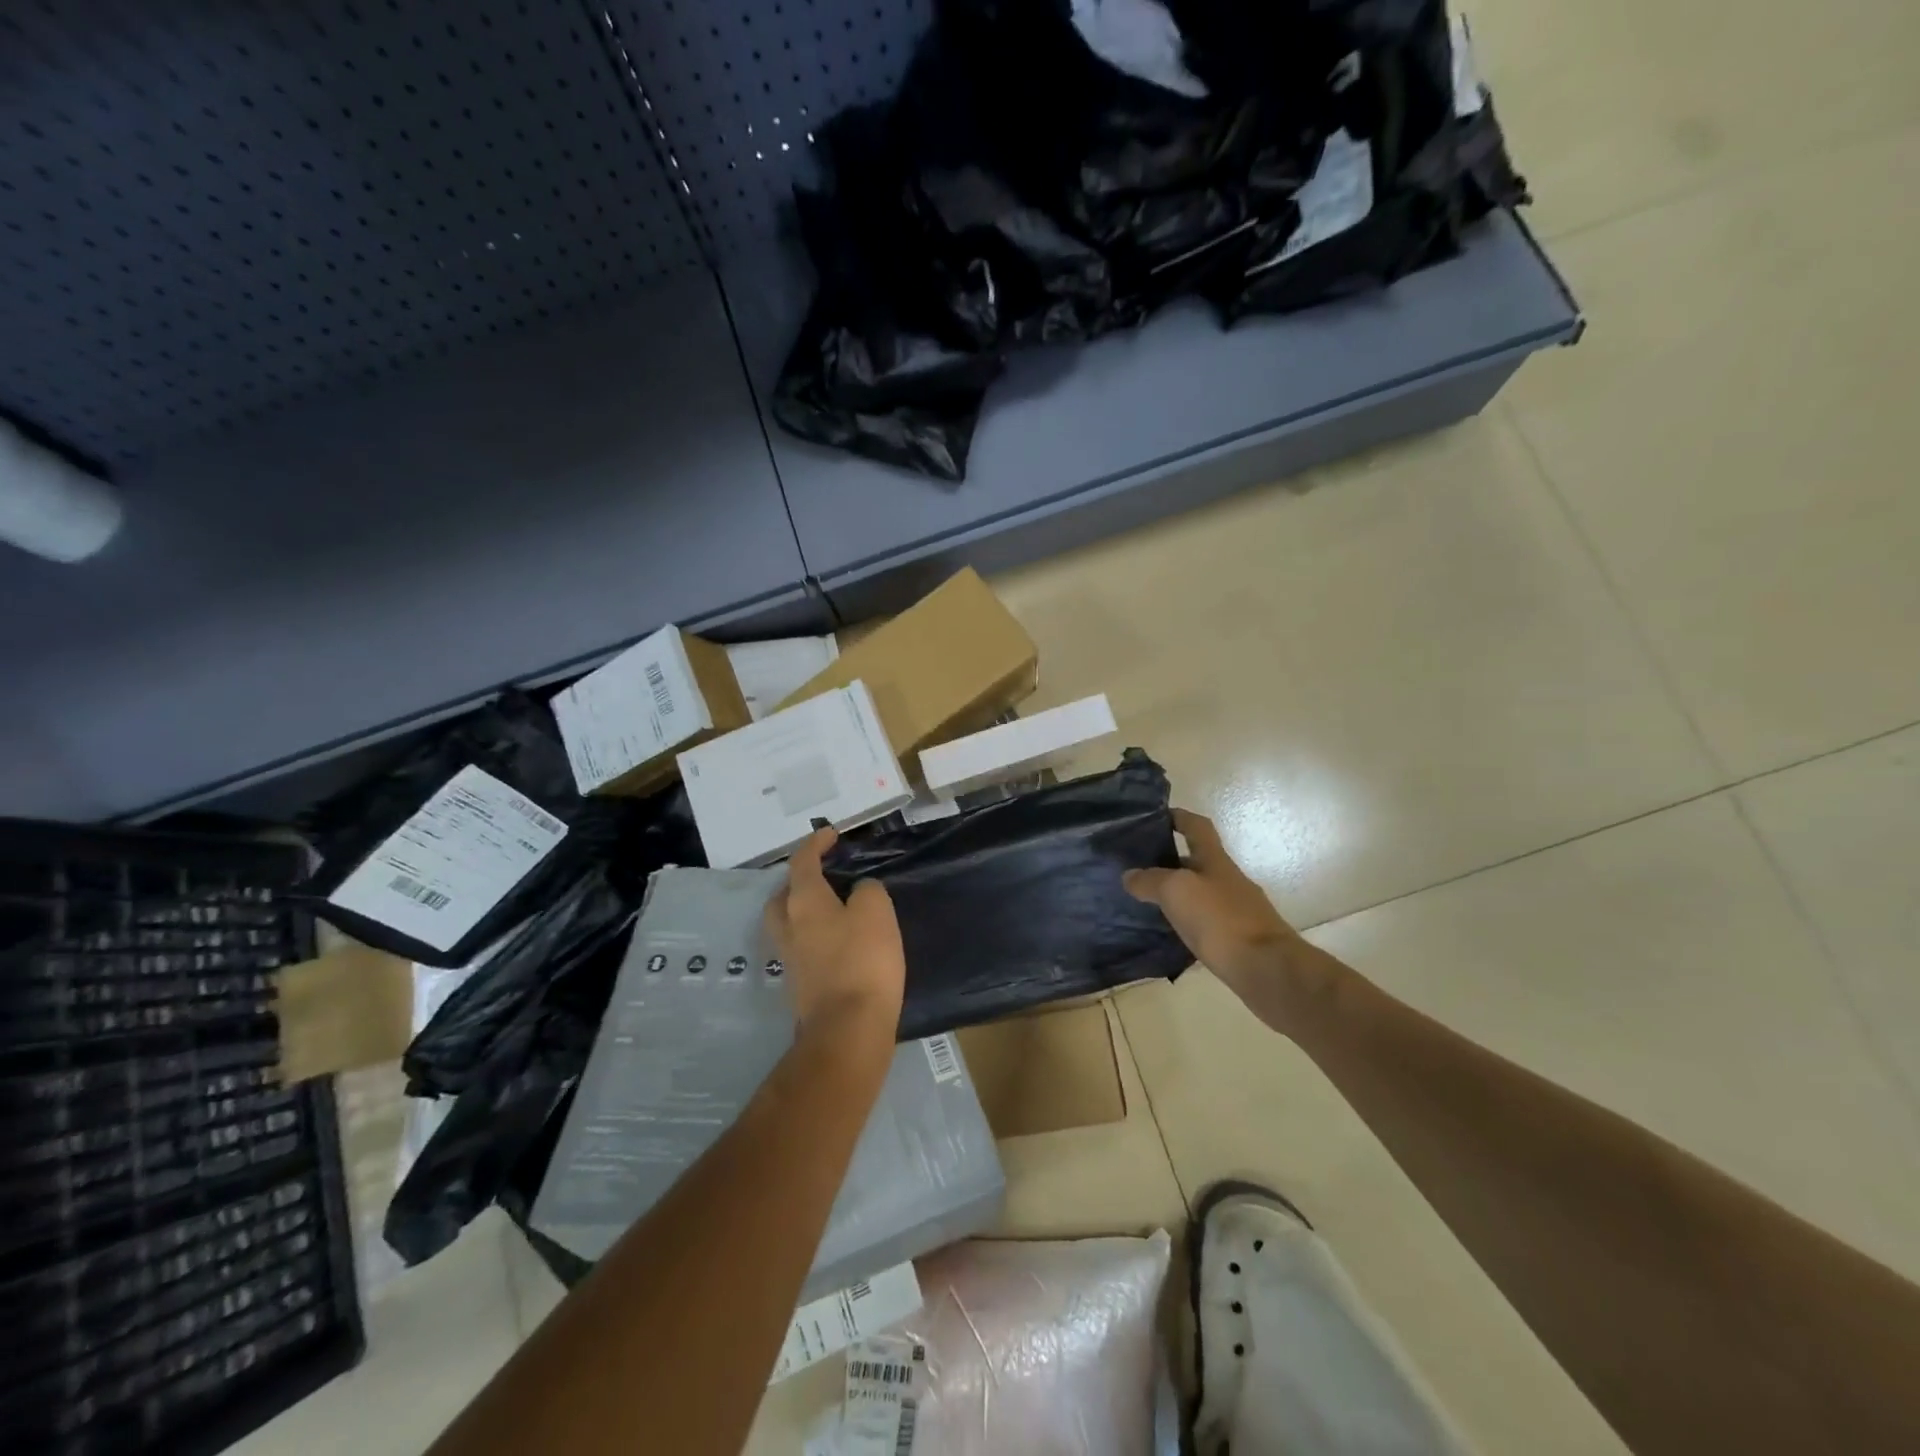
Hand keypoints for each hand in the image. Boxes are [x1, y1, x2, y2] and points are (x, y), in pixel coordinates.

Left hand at [765, 828, 904, 1042]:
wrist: (848, 1029)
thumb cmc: (863, 961)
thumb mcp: (876, 911)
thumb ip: (867, 891)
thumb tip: (858, 893)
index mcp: (803, 901)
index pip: (802, 862)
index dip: (815, 844)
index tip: (830, 834)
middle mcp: (788, 926)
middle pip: (783, 895)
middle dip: (799, 881)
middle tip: (823, 875)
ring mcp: (790, 958)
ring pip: (788, 923)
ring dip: (803, 910)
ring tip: (832, 908)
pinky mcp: (799, 985)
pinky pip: (802, 947)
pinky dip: (814, 936)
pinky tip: (837, 942)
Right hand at [1124, 809, 1307, 1005]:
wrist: (1267, 969)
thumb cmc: (1220, 919)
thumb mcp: (1176, 891)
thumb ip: (1150, 880)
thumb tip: (1130, 875)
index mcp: (1215, 860)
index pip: (1197, 827)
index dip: (1179, 817)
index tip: (1157, 817)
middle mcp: (1228, 880)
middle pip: (1198, 861)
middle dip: (1170, 861)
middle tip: (1138, 868)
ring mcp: (1237, 910)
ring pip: (1200, 894)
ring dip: (1177, 895)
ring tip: (1146, 903)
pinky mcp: (1238, 939)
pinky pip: (1206, 923)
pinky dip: (1187, 923)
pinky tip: (1169, 935)